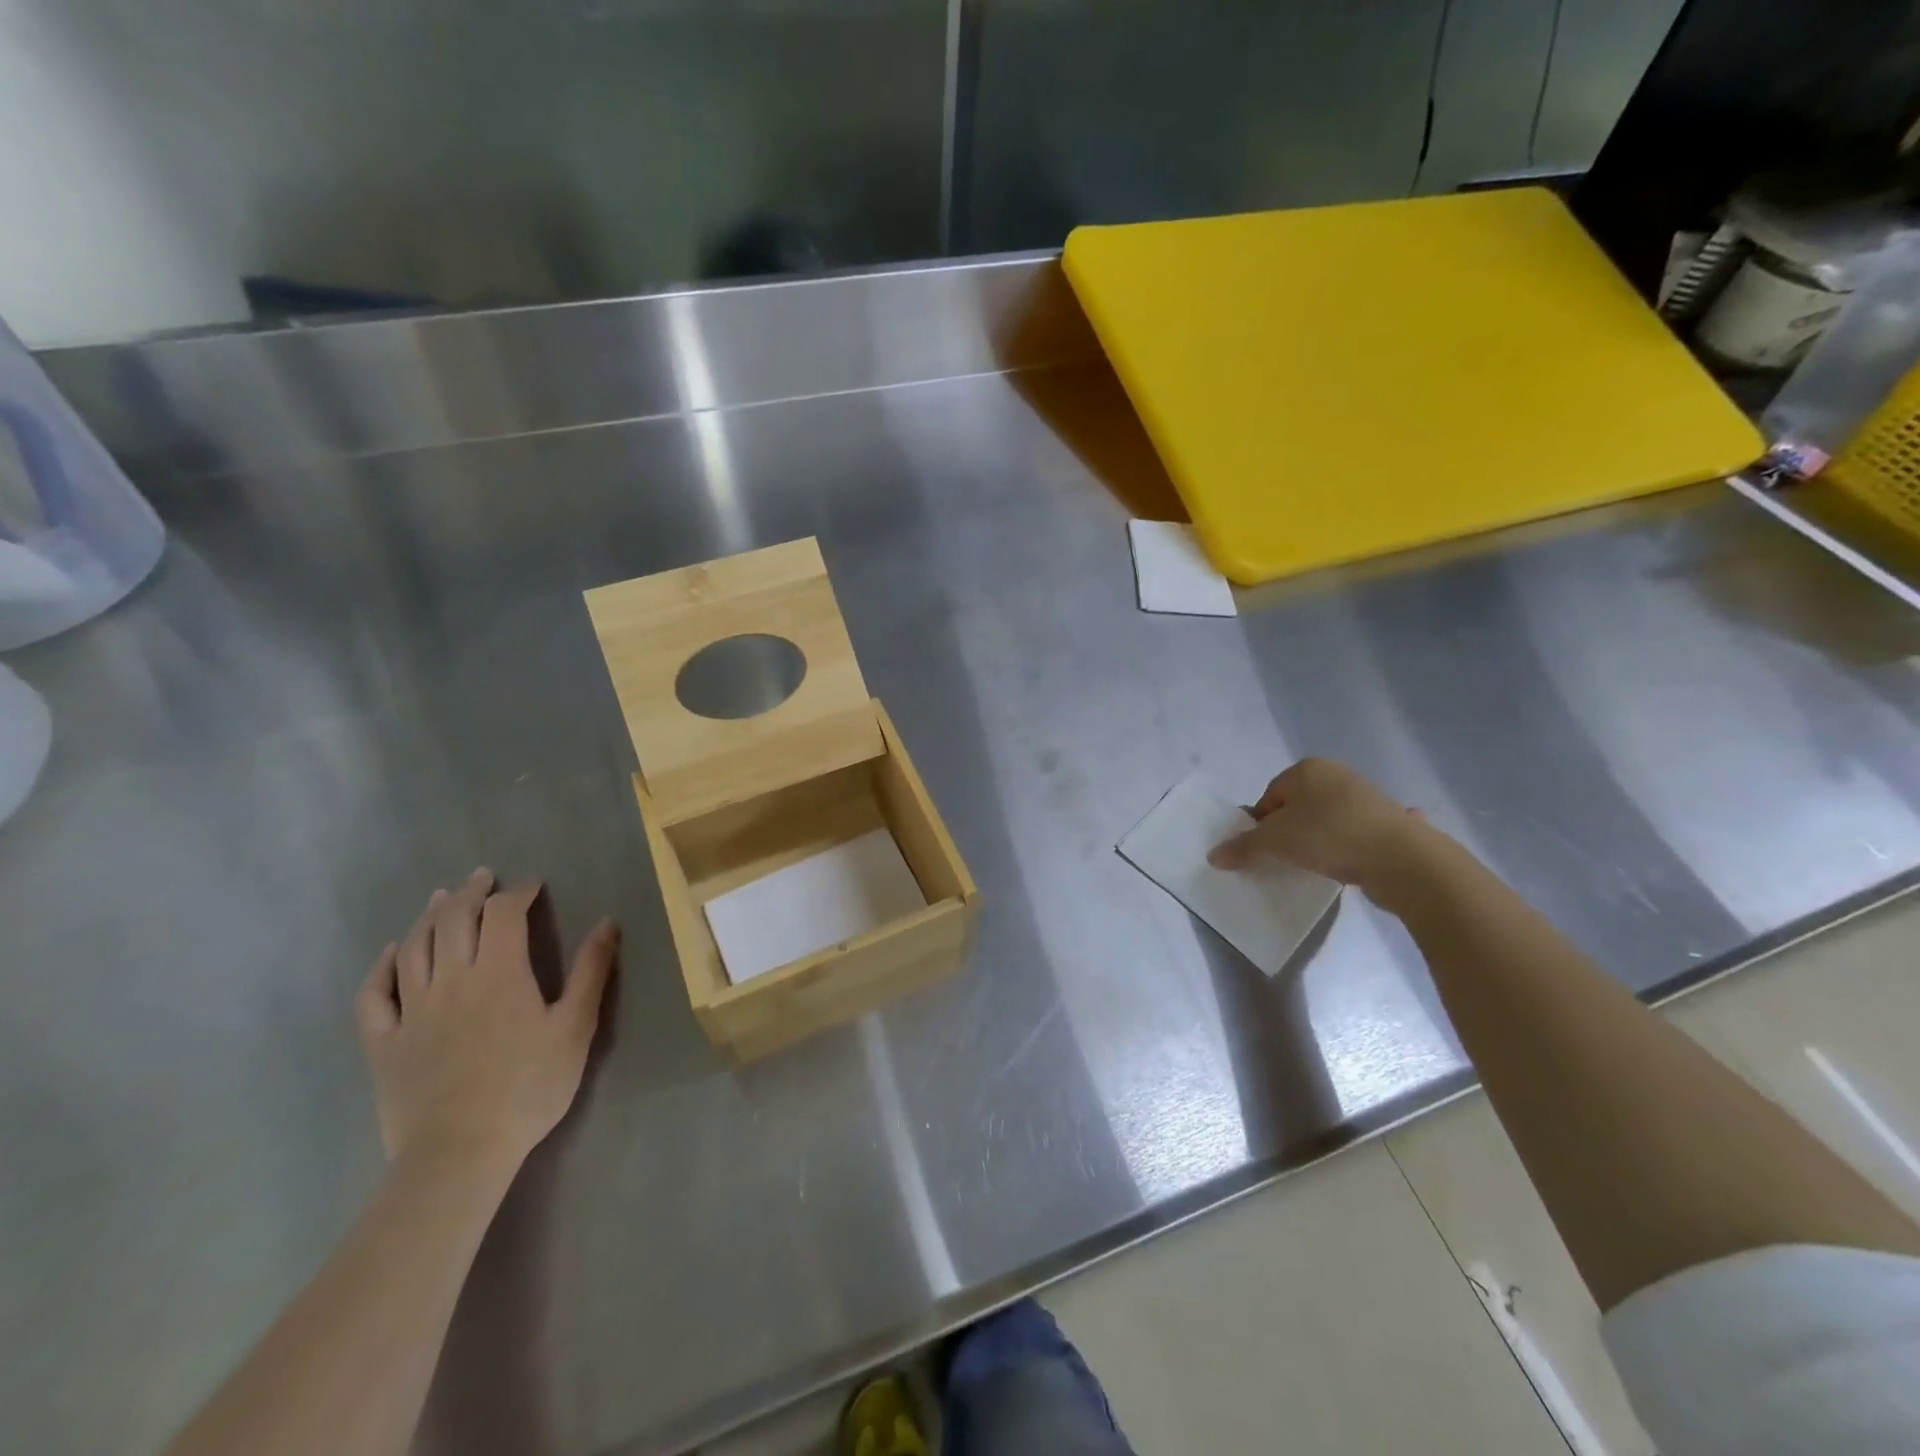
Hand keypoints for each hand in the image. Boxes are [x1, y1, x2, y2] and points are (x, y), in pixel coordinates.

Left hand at [355, 870, 618, 1173]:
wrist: (460, 1152)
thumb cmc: (529, 1087)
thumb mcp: (575, 1027)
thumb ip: (591, 971)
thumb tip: (607, 922)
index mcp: (500, 973)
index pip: (504, 914)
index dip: (517, 893)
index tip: (532, 886)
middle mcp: (451, 980)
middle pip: (454, 920)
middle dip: (471, 893)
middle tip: (483, 878)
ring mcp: (412, 1010)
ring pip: (415, 948)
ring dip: (429, 916)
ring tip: (441, 898)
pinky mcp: (384, 1043)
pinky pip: (374, 995)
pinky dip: (382, 966)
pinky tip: (393, 953)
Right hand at [1207, 758, 1422, 894]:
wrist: (1403, 859)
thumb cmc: (1329, 836)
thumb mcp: (1275, 843)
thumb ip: (1243, 848)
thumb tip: (1213, 856)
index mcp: (1307, 770)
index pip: (1269, 796)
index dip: (1261, 825)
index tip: (1264, 851)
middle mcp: (1337, 775)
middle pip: (1297, 807)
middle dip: (1288, 832)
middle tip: (1285, 860)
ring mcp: (1368, 797)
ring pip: (1327, 821)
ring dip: (1318, 841)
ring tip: (1316, 867)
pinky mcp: (1390, 822)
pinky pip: (1356, 835)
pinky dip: (1350, 848)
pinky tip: (1350, 866)